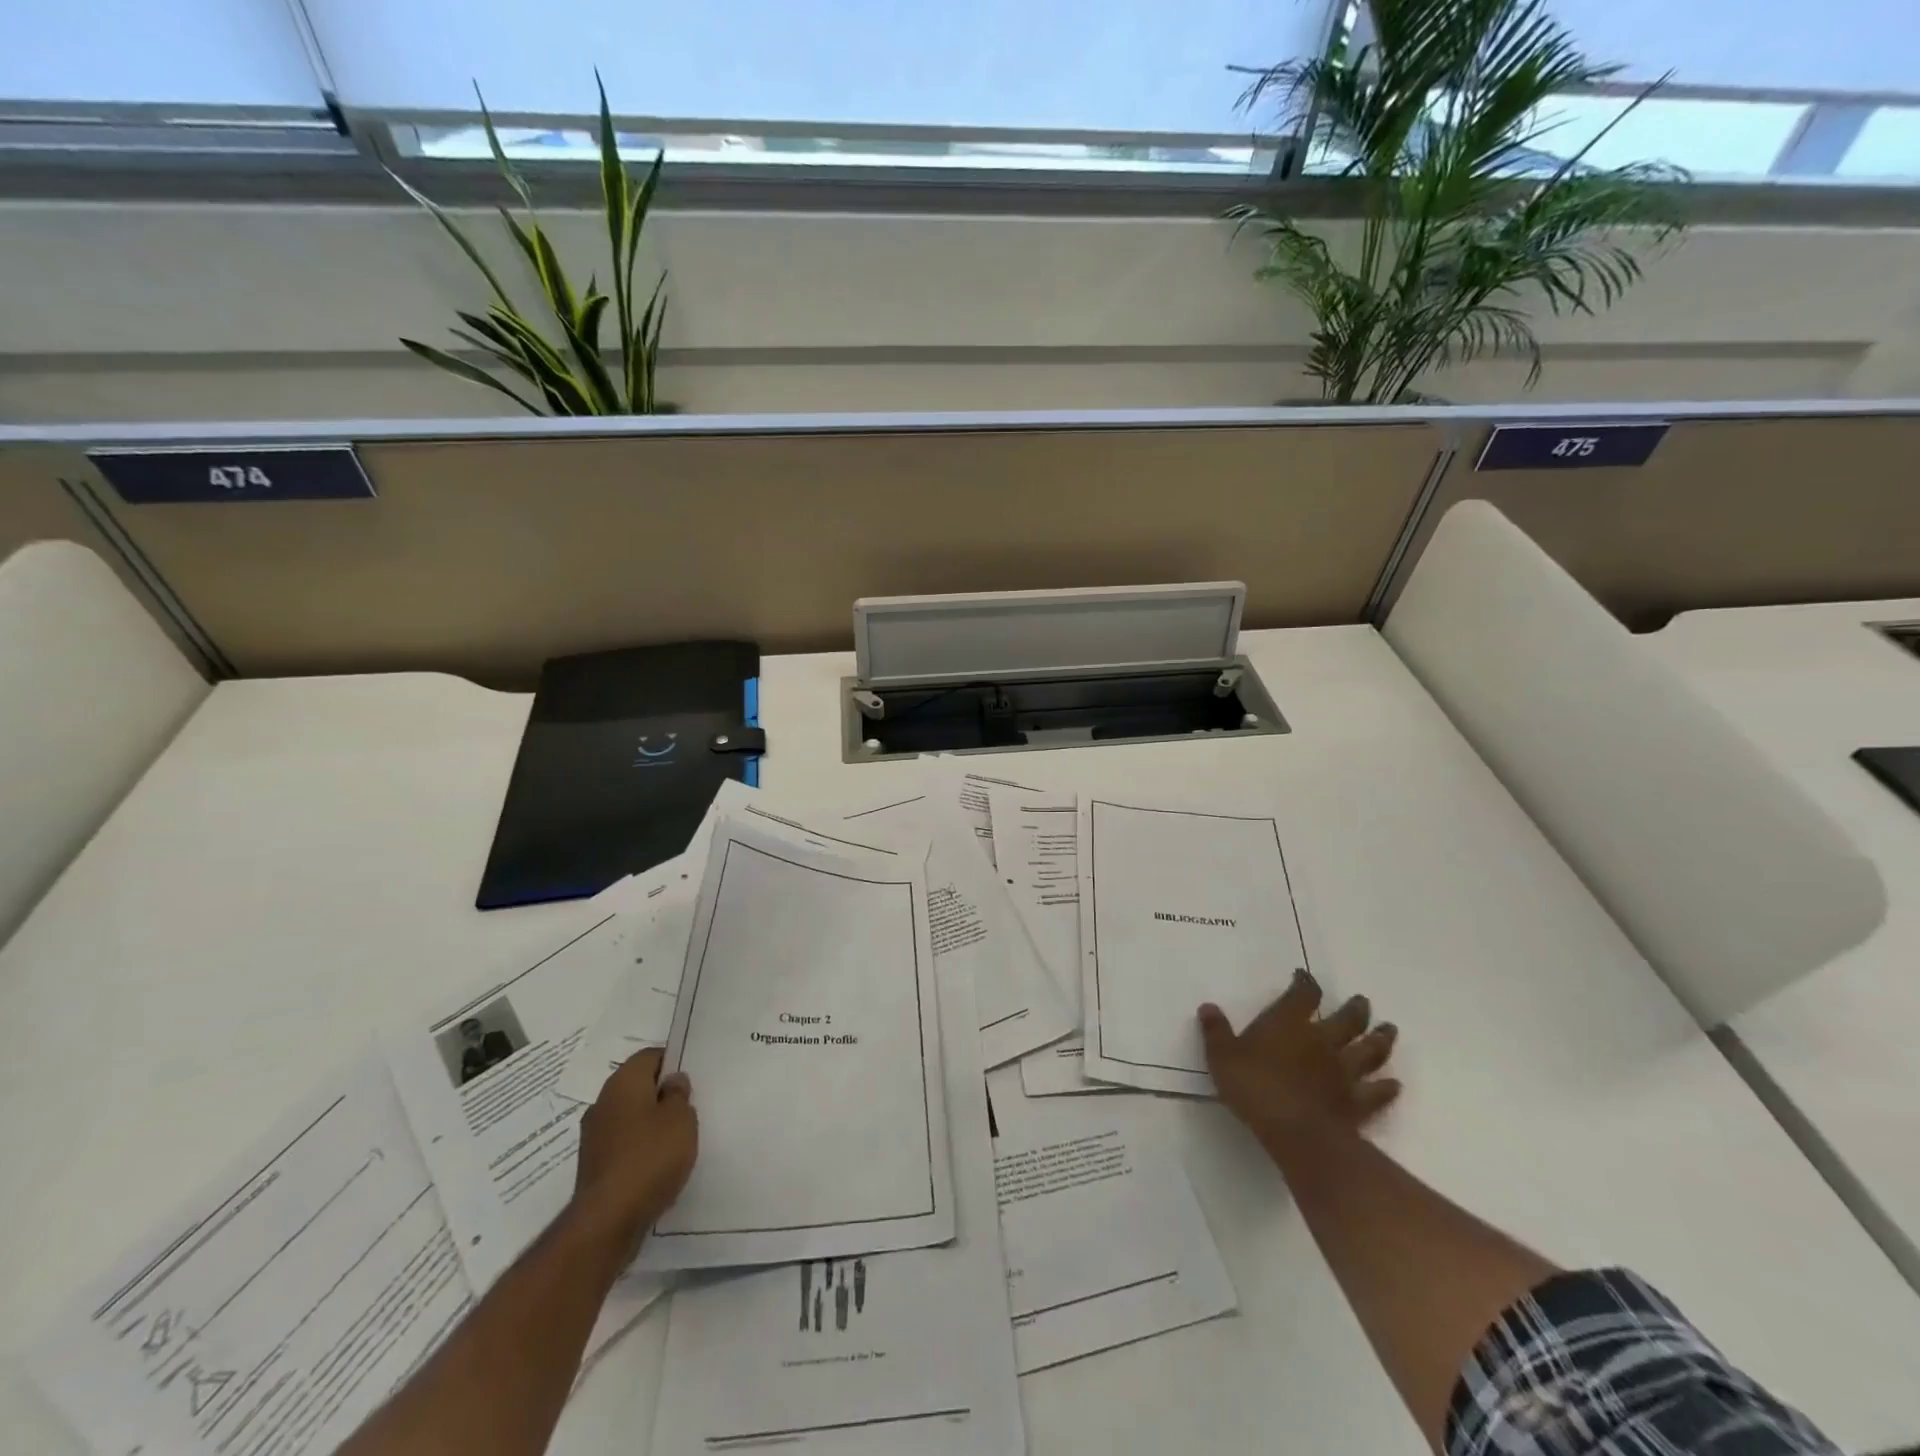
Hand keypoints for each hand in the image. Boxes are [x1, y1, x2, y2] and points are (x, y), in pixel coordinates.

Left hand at [570, 1048, 697, 1253]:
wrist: (607, 1221)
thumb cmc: (650, 1157)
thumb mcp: (681, 1118)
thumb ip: (679, 1094)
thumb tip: (671, 1082)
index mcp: (623, 1082)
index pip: (649, 1056)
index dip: (672, 1062)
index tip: (692, 1079)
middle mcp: (603, 1102)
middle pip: (637, 1086)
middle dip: (661, 1093)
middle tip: (688, 1106)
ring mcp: (594, 1135)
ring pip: (629, 1115)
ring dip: (650, 1121)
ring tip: (677, 1137)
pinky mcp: (593, 1165)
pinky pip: (622, 1143)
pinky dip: (639, 1146)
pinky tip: (657, 1163)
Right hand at [1199, 970, 1399, 1148]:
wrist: (1296, 1132)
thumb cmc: (1255, 1087)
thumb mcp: (1222, 1056)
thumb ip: (1216, 1031)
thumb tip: (1208, 1007)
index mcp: (1289, 1023)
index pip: (1303, 994)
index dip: (1305, 983)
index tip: (1304, 976)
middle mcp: (1322, 1040)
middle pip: (1347, 1019)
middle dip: (1355, 1009)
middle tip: (1363, 1001)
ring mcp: (1344, 1072)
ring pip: (1370, 1051)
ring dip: (1380, 1040)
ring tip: (1389, 1030)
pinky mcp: (1357, 1103)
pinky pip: (1377, 1092)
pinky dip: (1387, 1088)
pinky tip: (1394, 1085)